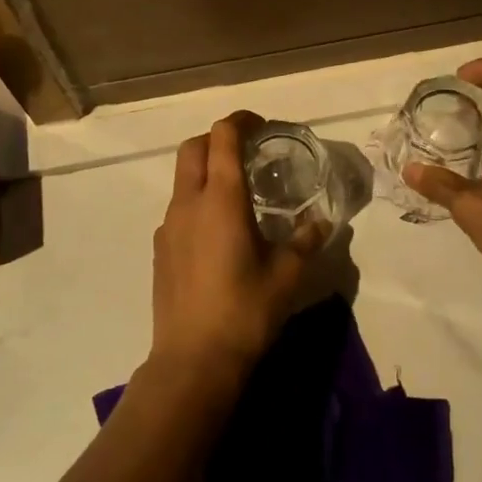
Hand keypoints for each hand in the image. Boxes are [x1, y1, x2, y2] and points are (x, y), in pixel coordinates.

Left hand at [150, 111, 323, 390]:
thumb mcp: (287, 275)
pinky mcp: (160, 249)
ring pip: (182, 178)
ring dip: (205, 171)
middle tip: (247, 151)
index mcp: (221, 199)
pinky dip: (197, 201)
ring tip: (236, 194)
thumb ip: (305, 241)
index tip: (260, 125)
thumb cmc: (245, 311)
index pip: (222, 137)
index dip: (240, 121)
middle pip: (193, 147)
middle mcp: (189, 203)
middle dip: (217, 138)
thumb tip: (321, 222)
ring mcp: (169, 226)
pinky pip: (178, 208)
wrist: (192, 360)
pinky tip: (218, 233)